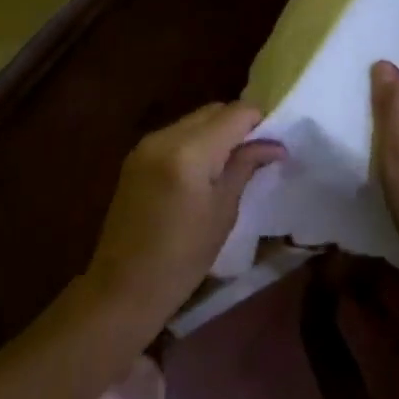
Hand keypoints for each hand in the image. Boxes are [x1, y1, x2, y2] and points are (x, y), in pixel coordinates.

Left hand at [85, 103, 285, 329]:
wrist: (124, 287)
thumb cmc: (183, 258)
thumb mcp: (223, 212)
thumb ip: (245, 167)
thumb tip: (274, 145)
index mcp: (189, 152)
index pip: (234, 114)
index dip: (259, 121)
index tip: (274, 143)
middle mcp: (164, 137)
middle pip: (212, 111)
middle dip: (238, 124)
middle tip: (258, 152)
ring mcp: (145, 145)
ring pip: (193, 120)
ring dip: (217, 131)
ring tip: (233, 162)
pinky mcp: (136, 157)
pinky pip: (175, 135)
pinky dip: (196, 142)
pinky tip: (205, 169)